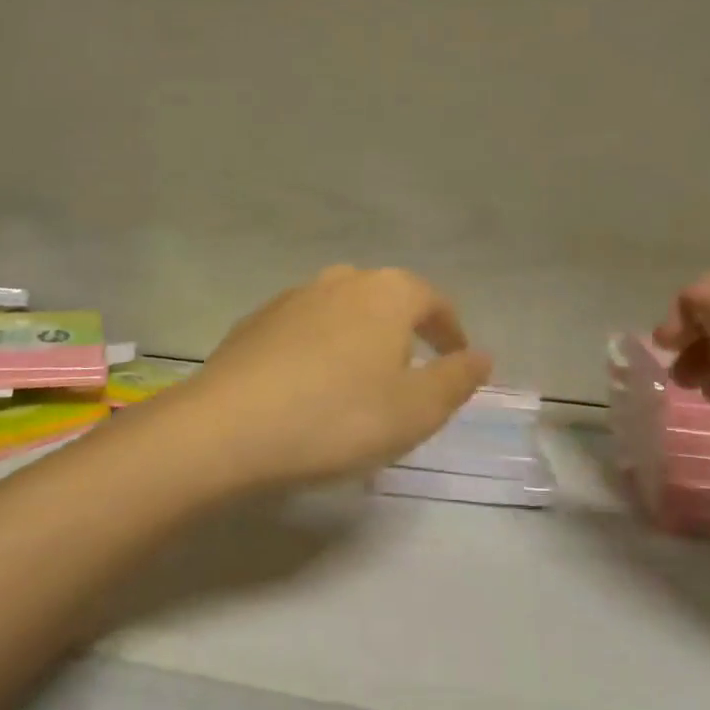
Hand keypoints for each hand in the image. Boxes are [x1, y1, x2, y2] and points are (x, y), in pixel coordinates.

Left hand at [160, 266, 491, 491]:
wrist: (229, 428)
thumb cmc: (338, 418)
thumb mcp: (416, 410)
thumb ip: (456, 379)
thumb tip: (480, 356)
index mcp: (385, 293)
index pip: (432, 301)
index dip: (450, 331)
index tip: (459, 360)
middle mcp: (338, 281)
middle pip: (384, 300)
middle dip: (403, 332)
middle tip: (410, 373)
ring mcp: (290, 298)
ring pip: (341, 313)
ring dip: (358, 341)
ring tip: (359, 383)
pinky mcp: (253, 323)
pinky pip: (303, 331)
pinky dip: (319, 351)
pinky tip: (310, 387)